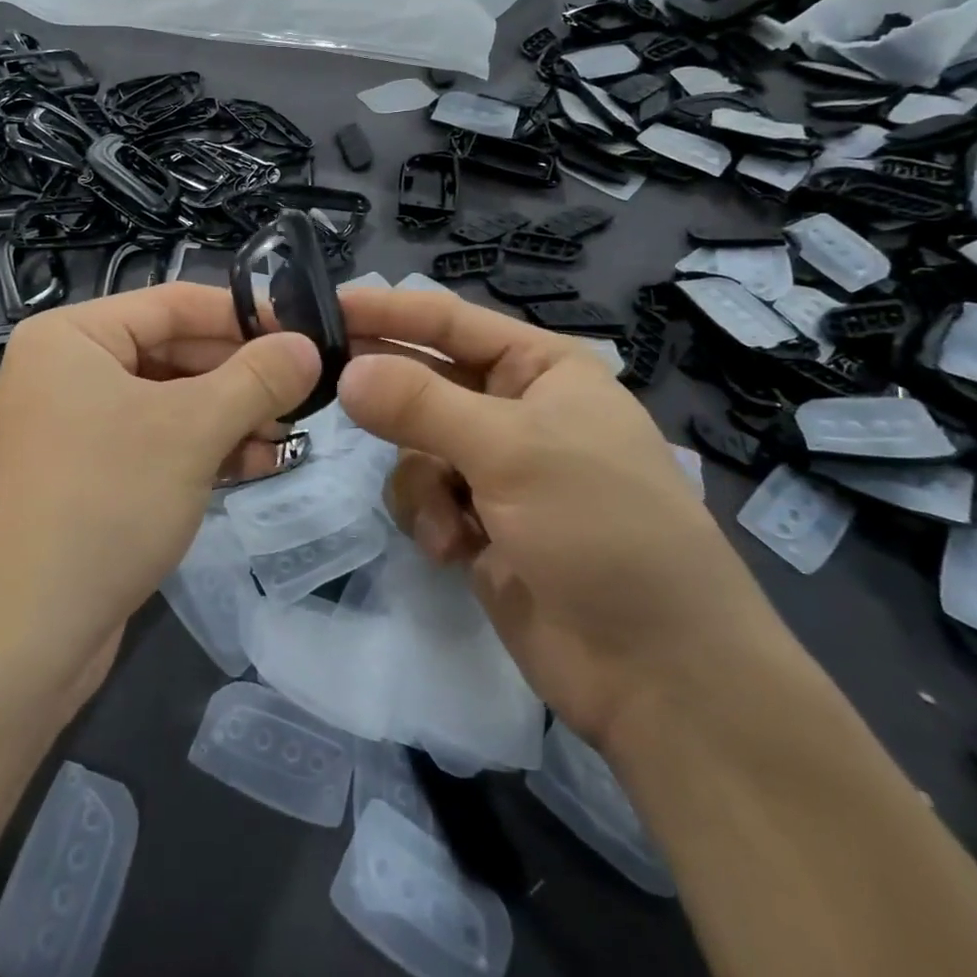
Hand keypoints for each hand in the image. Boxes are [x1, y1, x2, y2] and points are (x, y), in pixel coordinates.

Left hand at [0, 283, 319, 699]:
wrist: (25, 637)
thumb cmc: (106, 501)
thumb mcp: (193, 430)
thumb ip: (257, 379)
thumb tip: (308, 346)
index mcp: (71, 336)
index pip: (173, 304)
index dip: (243, 315)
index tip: (303, 332)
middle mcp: (64, 371)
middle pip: (172, 352)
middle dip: (239, 377)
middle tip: (302, 392)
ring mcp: (70, 428)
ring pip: (167, 402)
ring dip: (229, 416)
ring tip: (288, 435)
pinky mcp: (83, 478)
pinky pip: (152, 443)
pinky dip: (201, 449)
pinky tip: (256, 464)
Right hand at [336, 288, 783, 750]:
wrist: (656, 671)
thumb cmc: (600, 528)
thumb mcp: (511, 451)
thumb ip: (420, 405)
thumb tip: (346, 373)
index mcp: (542, 368)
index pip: (450, 321)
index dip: (387, 310)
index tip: (323, 305)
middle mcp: (517, 409)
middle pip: (427, 380)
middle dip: (387, 392)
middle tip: (320, 379)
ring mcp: (497, 469)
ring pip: (416, 444)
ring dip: (421, 480)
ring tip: (450, 517)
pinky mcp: (481, 522)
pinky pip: (425, 496)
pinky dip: (433, 519)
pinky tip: (458, 551)